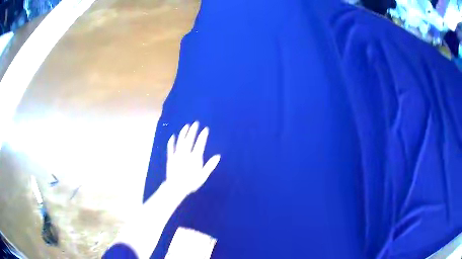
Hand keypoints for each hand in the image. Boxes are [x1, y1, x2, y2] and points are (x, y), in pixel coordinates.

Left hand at [166, 122, 220, 195]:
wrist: (176, 187)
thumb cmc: (191, 183)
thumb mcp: (203, 176)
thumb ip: (210, 165)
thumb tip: (218, 156)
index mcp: (195, 158)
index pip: (200, 144)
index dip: (203, 136)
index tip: (205, 129)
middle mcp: (185, 154)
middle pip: (189, 140)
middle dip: (193, 131)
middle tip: (195, 123)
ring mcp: (177, 155)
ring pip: (180, 141)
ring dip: (183, 133)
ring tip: (186, 126)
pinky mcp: (170, 158)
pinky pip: (170, 148)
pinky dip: (172, 141)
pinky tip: (172, 136)